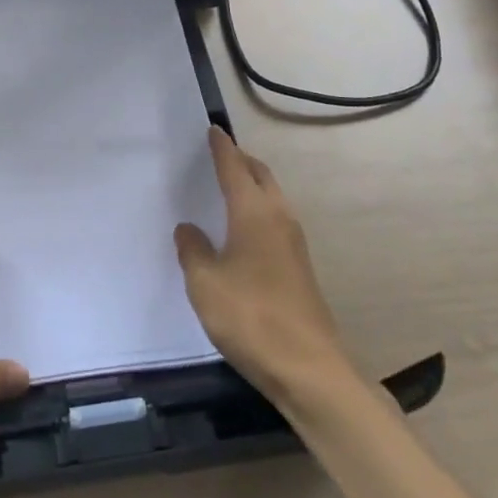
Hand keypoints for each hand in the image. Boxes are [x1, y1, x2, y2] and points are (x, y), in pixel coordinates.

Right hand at [174, 127, 357, 405]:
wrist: (308, 368)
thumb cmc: (250, 317)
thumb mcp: (205, 284)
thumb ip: (193, 251)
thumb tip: (189, 228)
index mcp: (253, 213)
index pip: (234, 168)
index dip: (222, 148)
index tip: (213, 130)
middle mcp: (278, 218)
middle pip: (261, 176)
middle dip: (241, 160)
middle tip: (219, 154)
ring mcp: (294, 243)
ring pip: (272, 197)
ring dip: (252, 185)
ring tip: (228, 186)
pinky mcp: (299, 266)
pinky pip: (275, 220)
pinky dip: (258, 209)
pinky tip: (242, 229)